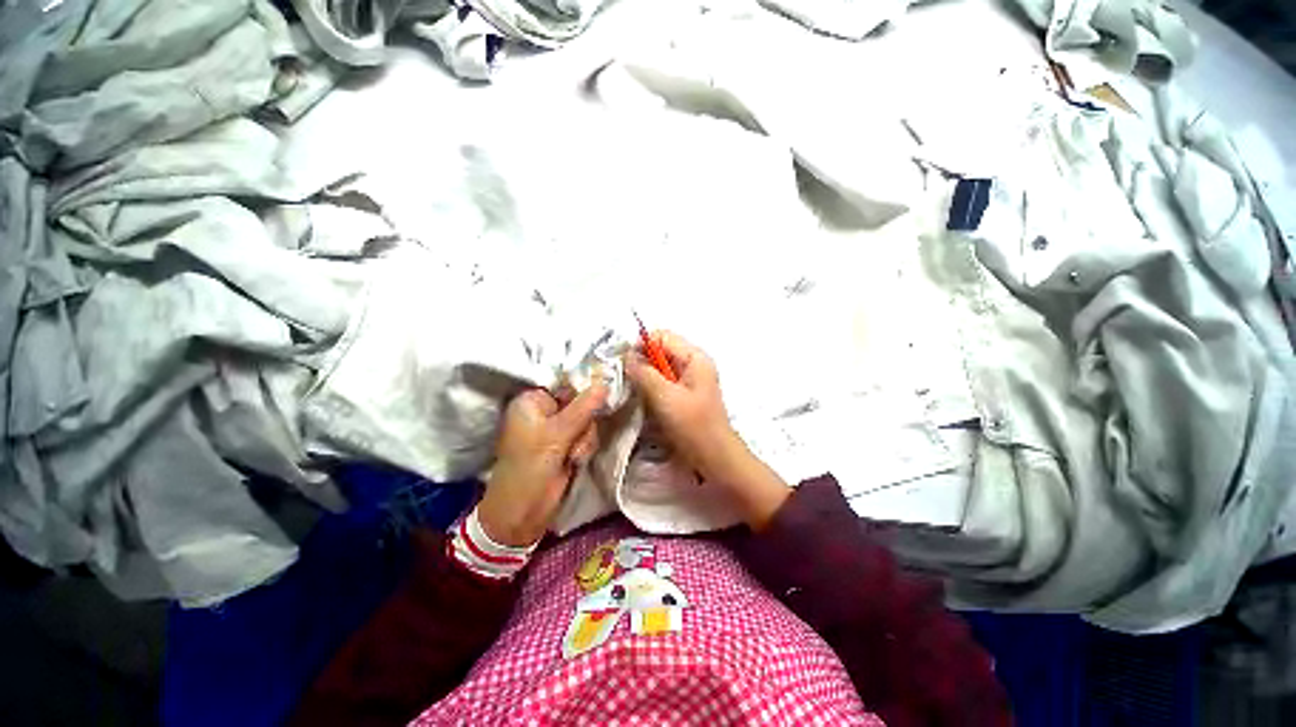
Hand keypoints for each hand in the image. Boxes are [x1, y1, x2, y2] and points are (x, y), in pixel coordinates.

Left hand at [477, 384, 606, 546]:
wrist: (523, 512)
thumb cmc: (531, 467)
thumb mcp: (557, 435)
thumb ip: (583, 408)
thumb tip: (605, 383)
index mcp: (531, 402)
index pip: (564, 382)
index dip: (583, 388)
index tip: (601, 392)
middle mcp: (543, 411)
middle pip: (580, 402)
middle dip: (583, 422)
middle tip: (575, 438)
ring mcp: (555, 429)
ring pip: (586, 421)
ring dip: (584, 438)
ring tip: (572, 455)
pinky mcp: (564, 445)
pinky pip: (585, 436)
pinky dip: (584, 447)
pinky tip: (575, 460)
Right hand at [622, 332, 739, 480]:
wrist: (714, 458)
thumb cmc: (693, 426)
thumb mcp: (666, 397)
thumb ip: (644, 373)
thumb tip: (626, 356)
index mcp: (694, 357)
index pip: (662, 336)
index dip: (641, 345)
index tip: (624, 363)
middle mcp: (692, 364)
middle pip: (659, 351)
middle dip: (640, 362)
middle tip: (624, 379)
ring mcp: (688, 380)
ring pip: (658, 368)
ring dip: (643, 377)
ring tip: (631, 391)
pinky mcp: (682, 395)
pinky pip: (661, 382)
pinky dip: (649, 388)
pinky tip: (642, 400)